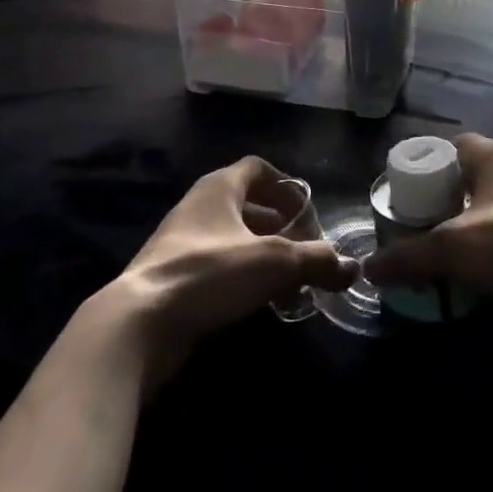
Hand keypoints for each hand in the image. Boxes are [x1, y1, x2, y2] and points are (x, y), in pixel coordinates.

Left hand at [105, 156, 356, 383]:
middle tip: (307, 256)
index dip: (287, 186)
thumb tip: (353, 268)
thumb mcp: (274, 263)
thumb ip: (317, 261)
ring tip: (292, 286)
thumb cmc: (210, 273)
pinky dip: (244, 278)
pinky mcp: (173, 277)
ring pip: (235, 240)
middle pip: (249, 207)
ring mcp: (182, 242)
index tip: (308, 213)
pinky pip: (219, 267)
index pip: (258, 169)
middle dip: (282, 230)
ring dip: (265, 258)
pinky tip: (261, 305)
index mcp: (220, 187)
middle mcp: (199, 206)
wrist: (139, 322)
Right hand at [362, 134, 492, 302]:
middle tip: (415, 222)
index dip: (425, 164)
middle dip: (442, 199)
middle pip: (467, 177)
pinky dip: (487, 246)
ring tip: (437, 248)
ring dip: (465, 224)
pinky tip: (469, 269)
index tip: (404, 191)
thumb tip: (369, 269)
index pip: (451, 146)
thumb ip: (407, 255)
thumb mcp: (449, 247)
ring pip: (488, 206)